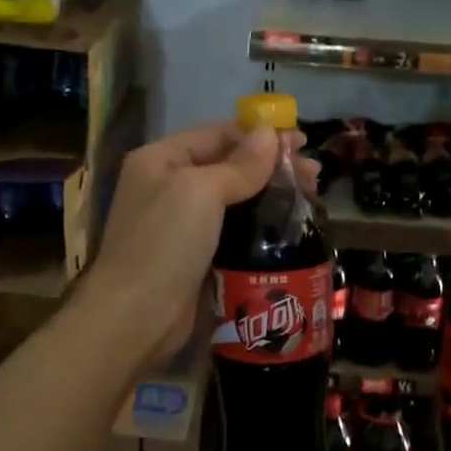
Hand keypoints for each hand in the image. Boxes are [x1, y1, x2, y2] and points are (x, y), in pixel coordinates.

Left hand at [88, 121, 318, 365]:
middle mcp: (169, 186)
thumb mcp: (202, 191)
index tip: (301, 141)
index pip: (217, 134)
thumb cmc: (166, 242)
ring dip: (271, 195)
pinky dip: (261, 225)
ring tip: (311, 196)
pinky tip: (290, 226)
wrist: (136, 317)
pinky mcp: (198, 256)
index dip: (260, 135)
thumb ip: (240, 164)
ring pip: (236, 200)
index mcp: (161, 160)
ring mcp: (182, 224)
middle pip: (229, 165)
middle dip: (272, 166)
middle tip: (314, 174)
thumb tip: (269, 133)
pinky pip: (235, 231)